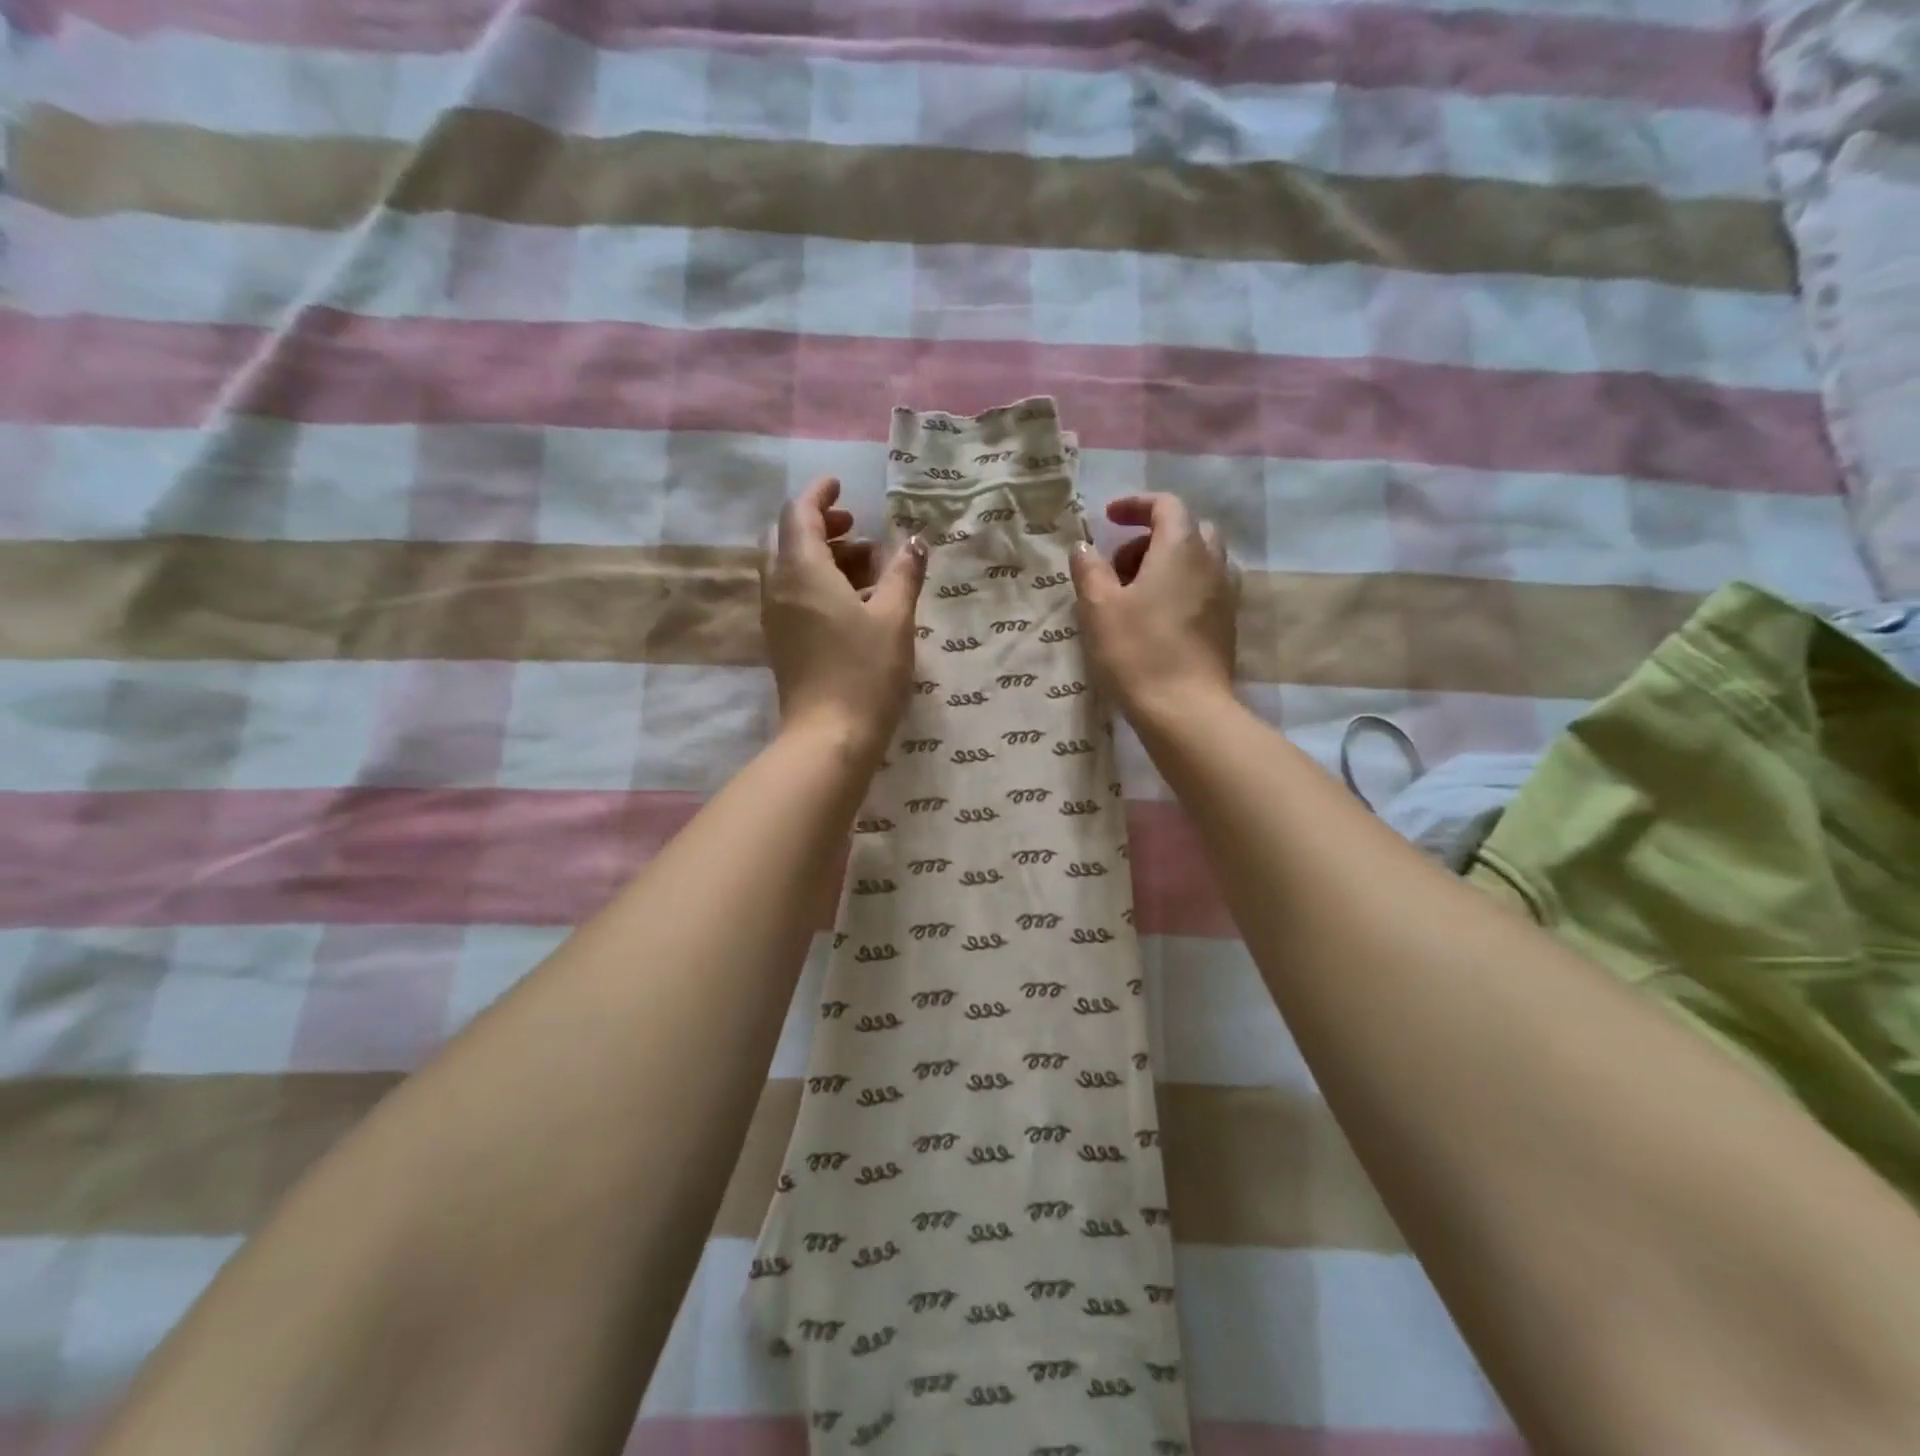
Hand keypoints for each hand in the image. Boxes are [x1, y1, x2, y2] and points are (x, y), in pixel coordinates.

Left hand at [761, 476, 926, 760]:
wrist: (829, 737)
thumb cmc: (865, 672)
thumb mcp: (894, 618)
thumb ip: (904, 574)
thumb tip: (915, 542)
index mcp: (802, 571)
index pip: (798, 514)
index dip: (818, 495)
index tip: (840, 486)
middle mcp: (779, 588)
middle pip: (788, 539)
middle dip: (820, 526)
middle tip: (855, 529)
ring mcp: (776, 618)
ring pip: (790, 570)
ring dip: (822, 557)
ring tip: (866, 566)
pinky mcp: (782, 643)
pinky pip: (793, 596)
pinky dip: (817, 583)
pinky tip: (853, 602)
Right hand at [1069, 493, 1237, 723]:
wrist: (1185, 709)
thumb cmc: (1138, 652)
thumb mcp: (1098, 608)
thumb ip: (1089, 569)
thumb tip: (1084, 547)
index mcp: (1181, 548)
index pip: (1166, 505)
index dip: (1135, 506)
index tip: (1108, 519)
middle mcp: (1212, 562)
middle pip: (1187, 530)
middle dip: (1150, 538)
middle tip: (1118, 567)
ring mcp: (1225, 594)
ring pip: (1198, 561)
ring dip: (1166, 565)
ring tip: (1134, 596)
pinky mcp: (1227, 624)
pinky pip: (1204, 588)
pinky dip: (1180, 588)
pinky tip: (1156, 619)